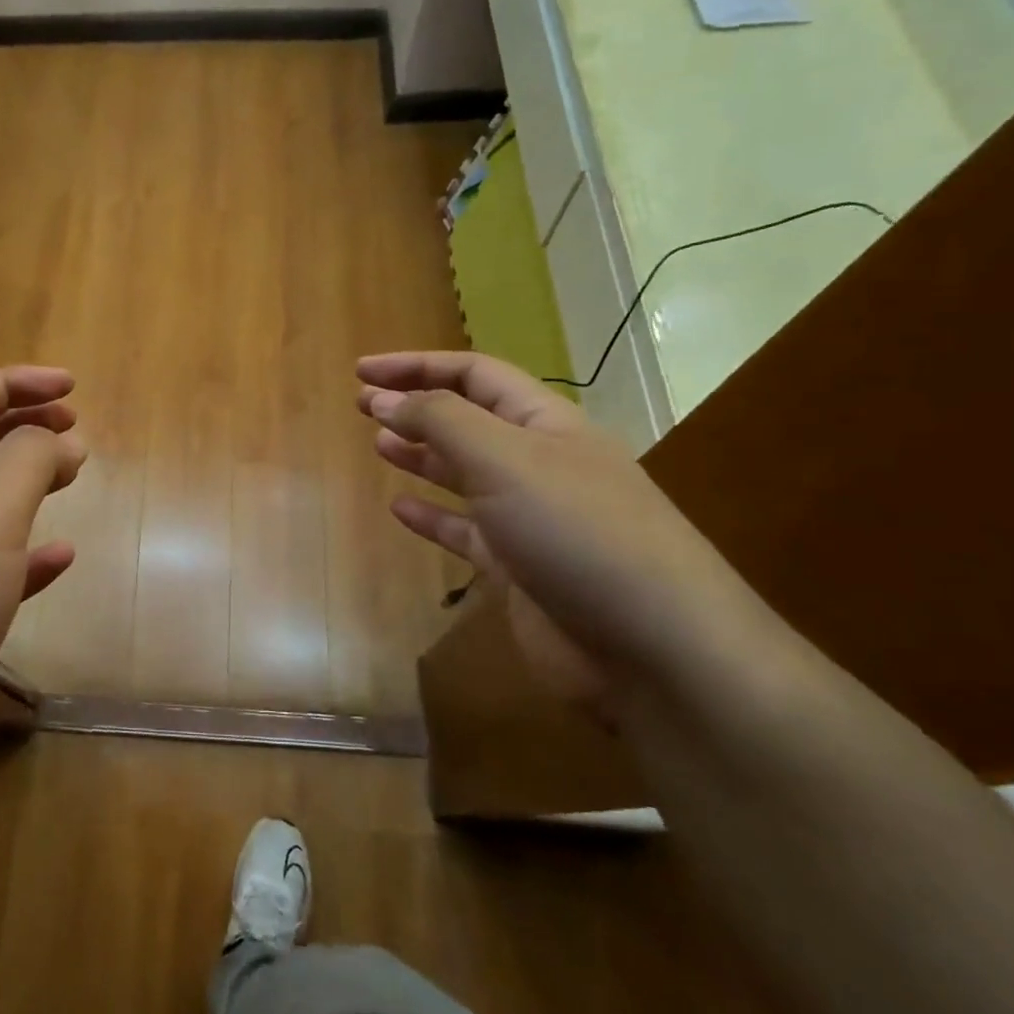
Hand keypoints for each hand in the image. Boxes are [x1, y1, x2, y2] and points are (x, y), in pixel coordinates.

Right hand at [357, 352, 747, 703]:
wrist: (652, 648)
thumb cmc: (577, 531)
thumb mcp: (505, 458)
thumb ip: (440, 421)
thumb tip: (385, 399)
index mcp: (544, 422)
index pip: (473, 374)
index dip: (416, 365)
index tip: (362, 372)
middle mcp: (538, 463)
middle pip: (468, 419)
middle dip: (415, 406)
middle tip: (362, 405)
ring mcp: (529, 518)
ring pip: (464, 473)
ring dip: (422, 455)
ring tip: (378, 445)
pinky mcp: (519, 569)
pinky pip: (465, 531)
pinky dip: (432, 516)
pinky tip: (400, 509)